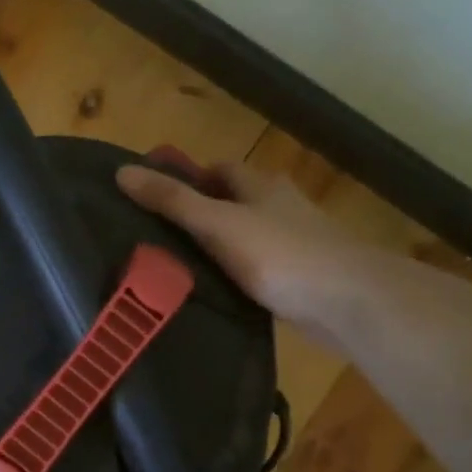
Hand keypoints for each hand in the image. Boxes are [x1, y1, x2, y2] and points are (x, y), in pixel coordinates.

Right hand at [117, 160, 365, 331]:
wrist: (348, 301)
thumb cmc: (280, 253)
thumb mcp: (217, 223)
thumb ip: (172, 201)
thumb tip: (122, 171)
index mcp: (261, 186)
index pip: (220, 170)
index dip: (188, 178)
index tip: (156, 197)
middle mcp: (279, 207)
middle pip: (233, 202)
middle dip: (201, 214)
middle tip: (159, 237)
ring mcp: (293, 243)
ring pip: (245, 238)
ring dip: (219, 247)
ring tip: (178, 268)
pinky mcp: (299, 278)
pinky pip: (258, 269)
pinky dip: (237, 276)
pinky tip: (216, 294)